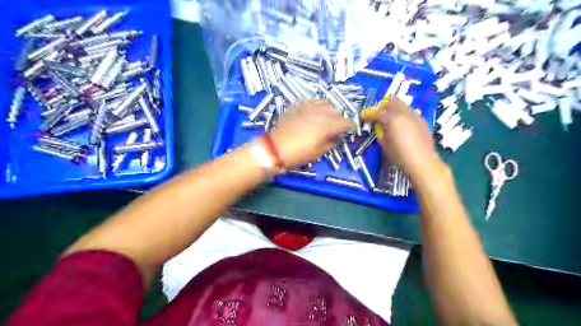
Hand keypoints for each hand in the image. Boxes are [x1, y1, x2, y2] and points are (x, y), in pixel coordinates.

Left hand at [271, 99, 353, 167]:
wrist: (275, 148)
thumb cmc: (299, 153)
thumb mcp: (319, 152)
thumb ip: (332, 142)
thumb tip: (337, 137)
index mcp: (328, 125)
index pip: (346, 122)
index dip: (351, 126)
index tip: (350, 130)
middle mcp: (320, 112)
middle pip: (337, 111)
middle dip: (339, 119)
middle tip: (335, 128)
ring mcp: (308, 106)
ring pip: (325, 103)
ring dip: (329, 110)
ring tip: (325, 118)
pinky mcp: (297, 105)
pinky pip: (311, 101)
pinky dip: (316, 106)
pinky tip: (312, 113)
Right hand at [362, 97, 442, 182]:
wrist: (422, 163)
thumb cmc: (399, 155)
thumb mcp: (384, 144)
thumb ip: (380, 131)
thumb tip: (380, 126)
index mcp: (393, 118)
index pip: (378, 112)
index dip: (369, 113)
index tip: (364, 116)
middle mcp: (405, 113)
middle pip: (392, 101)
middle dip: (383, 106)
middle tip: (378, 115)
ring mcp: (416, 116)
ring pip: (403, 105)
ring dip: (394, 110)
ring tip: (390, 121)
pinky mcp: (423, 122)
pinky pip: (410, 113)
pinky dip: (403, 116)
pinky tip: (402, 127)